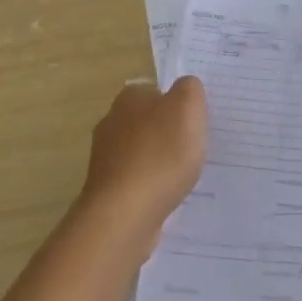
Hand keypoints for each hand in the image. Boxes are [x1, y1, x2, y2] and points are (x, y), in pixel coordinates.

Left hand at [79, 78, 207, 240]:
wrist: (126, 213)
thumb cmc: (160, 154)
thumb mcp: (187, 108)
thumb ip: (190, 89)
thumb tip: (185, 87)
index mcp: (128, 98)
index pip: (155, 90)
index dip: (177, 103)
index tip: (195, 122)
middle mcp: (111, 123)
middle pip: (148, 121)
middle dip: (168, 132)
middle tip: (194, 147)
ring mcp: (106, 158)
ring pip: (141, 151)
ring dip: (160, 160)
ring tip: (184, 175)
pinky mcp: (108, 189)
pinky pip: (137, 180)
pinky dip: (152, 185)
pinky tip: (167, 196)